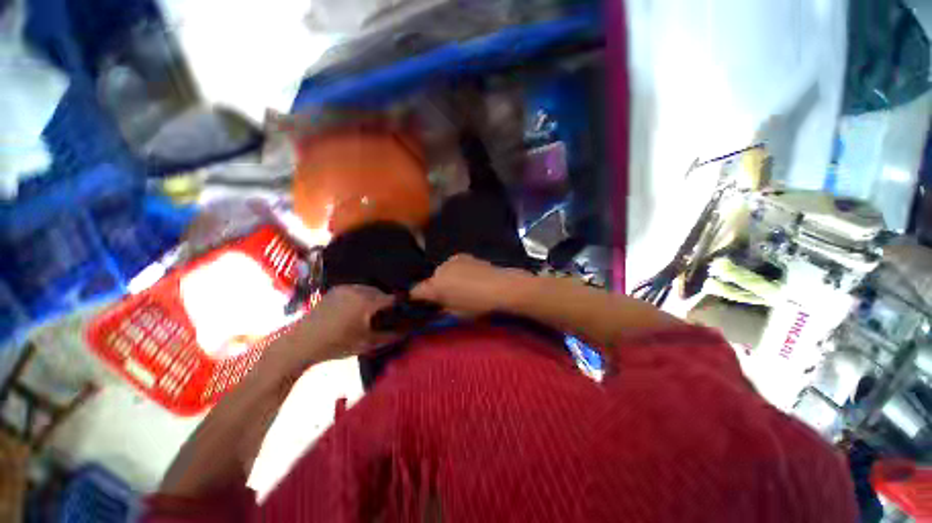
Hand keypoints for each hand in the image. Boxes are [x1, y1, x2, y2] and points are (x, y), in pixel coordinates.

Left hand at [268, 285, 395, 369]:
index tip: (402, 313)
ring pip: (368, 289)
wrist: (302, 342)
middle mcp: (358, 290)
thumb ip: (389, 336)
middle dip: (385, 302)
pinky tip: (355, 308)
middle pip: (381, 292)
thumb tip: (406, 331)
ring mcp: (346, 288)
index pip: (392, 299)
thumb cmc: (336, 344)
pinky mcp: (335, 290)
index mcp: (367, 301)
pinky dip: (360, 296)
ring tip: (370, 313)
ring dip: (373, 298)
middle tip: (385, 316)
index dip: (399, 306)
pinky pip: (356, 289)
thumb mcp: (366, 343)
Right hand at [411, 254, 530, 315]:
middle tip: (447, 297)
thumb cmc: (479, 305)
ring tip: (461, 286)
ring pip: (443, 271)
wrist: (502, 287)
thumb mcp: (457, 314)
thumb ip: (441, 309)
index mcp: (436, 285)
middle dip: (436, 288)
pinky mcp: (465, 256)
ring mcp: (453, 260)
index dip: (416, 298)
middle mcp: (440, 269)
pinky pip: (454, 266)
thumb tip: (436, 306)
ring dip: (447, 278)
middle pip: (431, 279)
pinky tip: (469, 277)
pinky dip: (457, 271)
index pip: (415, 291)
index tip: (422, 304)